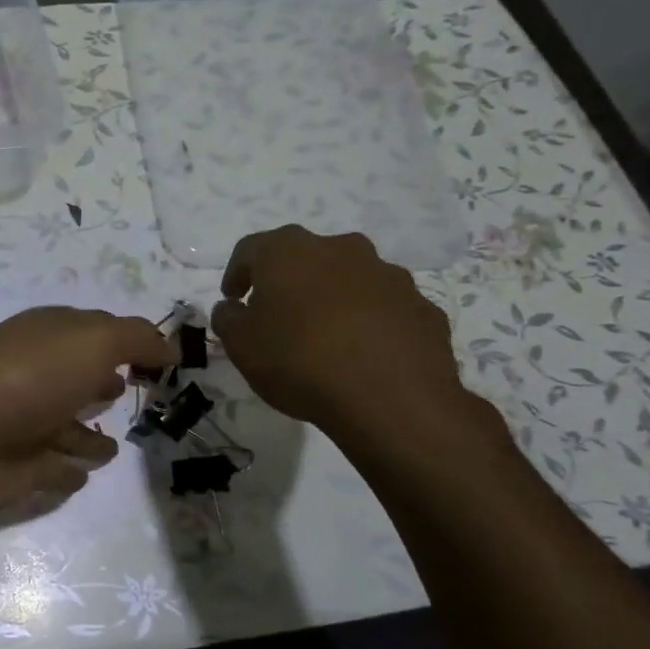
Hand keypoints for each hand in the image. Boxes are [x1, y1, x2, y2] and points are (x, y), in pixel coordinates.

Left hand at [0, 306, 177, 513]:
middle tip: (140, 392)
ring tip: (116, 445)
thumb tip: (170, 348)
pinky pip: (54, 469)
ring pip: (67, 428)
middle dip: (104, 384)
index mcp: (52, 338)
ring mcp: (28, 425)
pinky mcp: (21, 469)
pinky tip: (82, 475)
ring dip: (88, 435)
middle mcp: (40, 377)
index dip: (128, 342)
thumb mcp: (92, 341)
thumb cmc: (26, 375)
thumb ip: (136, 340)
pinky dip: (68, 471)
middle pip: (79, 380)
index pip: (96, 333)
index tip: (163, 358)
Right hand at [212, 226, 469, 435]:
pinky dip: (368, 321)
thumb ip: (228, 319)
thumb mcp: (241, 345)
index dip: (237, 273)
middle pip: (304, 257)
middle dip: (288, 282)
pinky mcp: (420, 305)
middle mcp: (340, 249)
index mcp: (289, 251)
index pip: (251, 249)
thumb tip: (232, 308)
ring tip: (323, 338)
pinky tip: (361, 354)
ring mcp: (388, 274)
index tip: (233, 300)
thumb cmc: (299, 361)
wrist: (391, 399)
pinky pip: (383, 307)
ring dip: (331, 298)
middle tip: (277, 315)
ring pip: (348, 278)